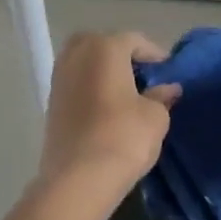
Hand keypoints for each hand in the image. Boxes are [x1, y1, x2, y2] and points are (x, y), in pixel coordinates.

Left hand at [37, 32, 179, 208]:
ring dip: (104, 71)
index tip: (168, 71)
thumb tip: (168, 88)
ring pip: (85, 63)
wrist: (79, 179)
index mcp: (104, 48)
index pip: (134, 40)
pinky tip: (107, 108)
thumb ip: (162, 96)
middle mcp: (76, 55)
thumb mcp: (155, 117)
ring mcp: (59, 78)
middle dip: (122, 55)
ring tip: (126, 93)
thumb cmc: (123, 138)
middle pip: (102, 45)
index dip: (154, 54)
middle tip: (143, 76)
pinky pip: (76, 84)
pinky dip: (91, 88)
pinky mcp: (51, 103)